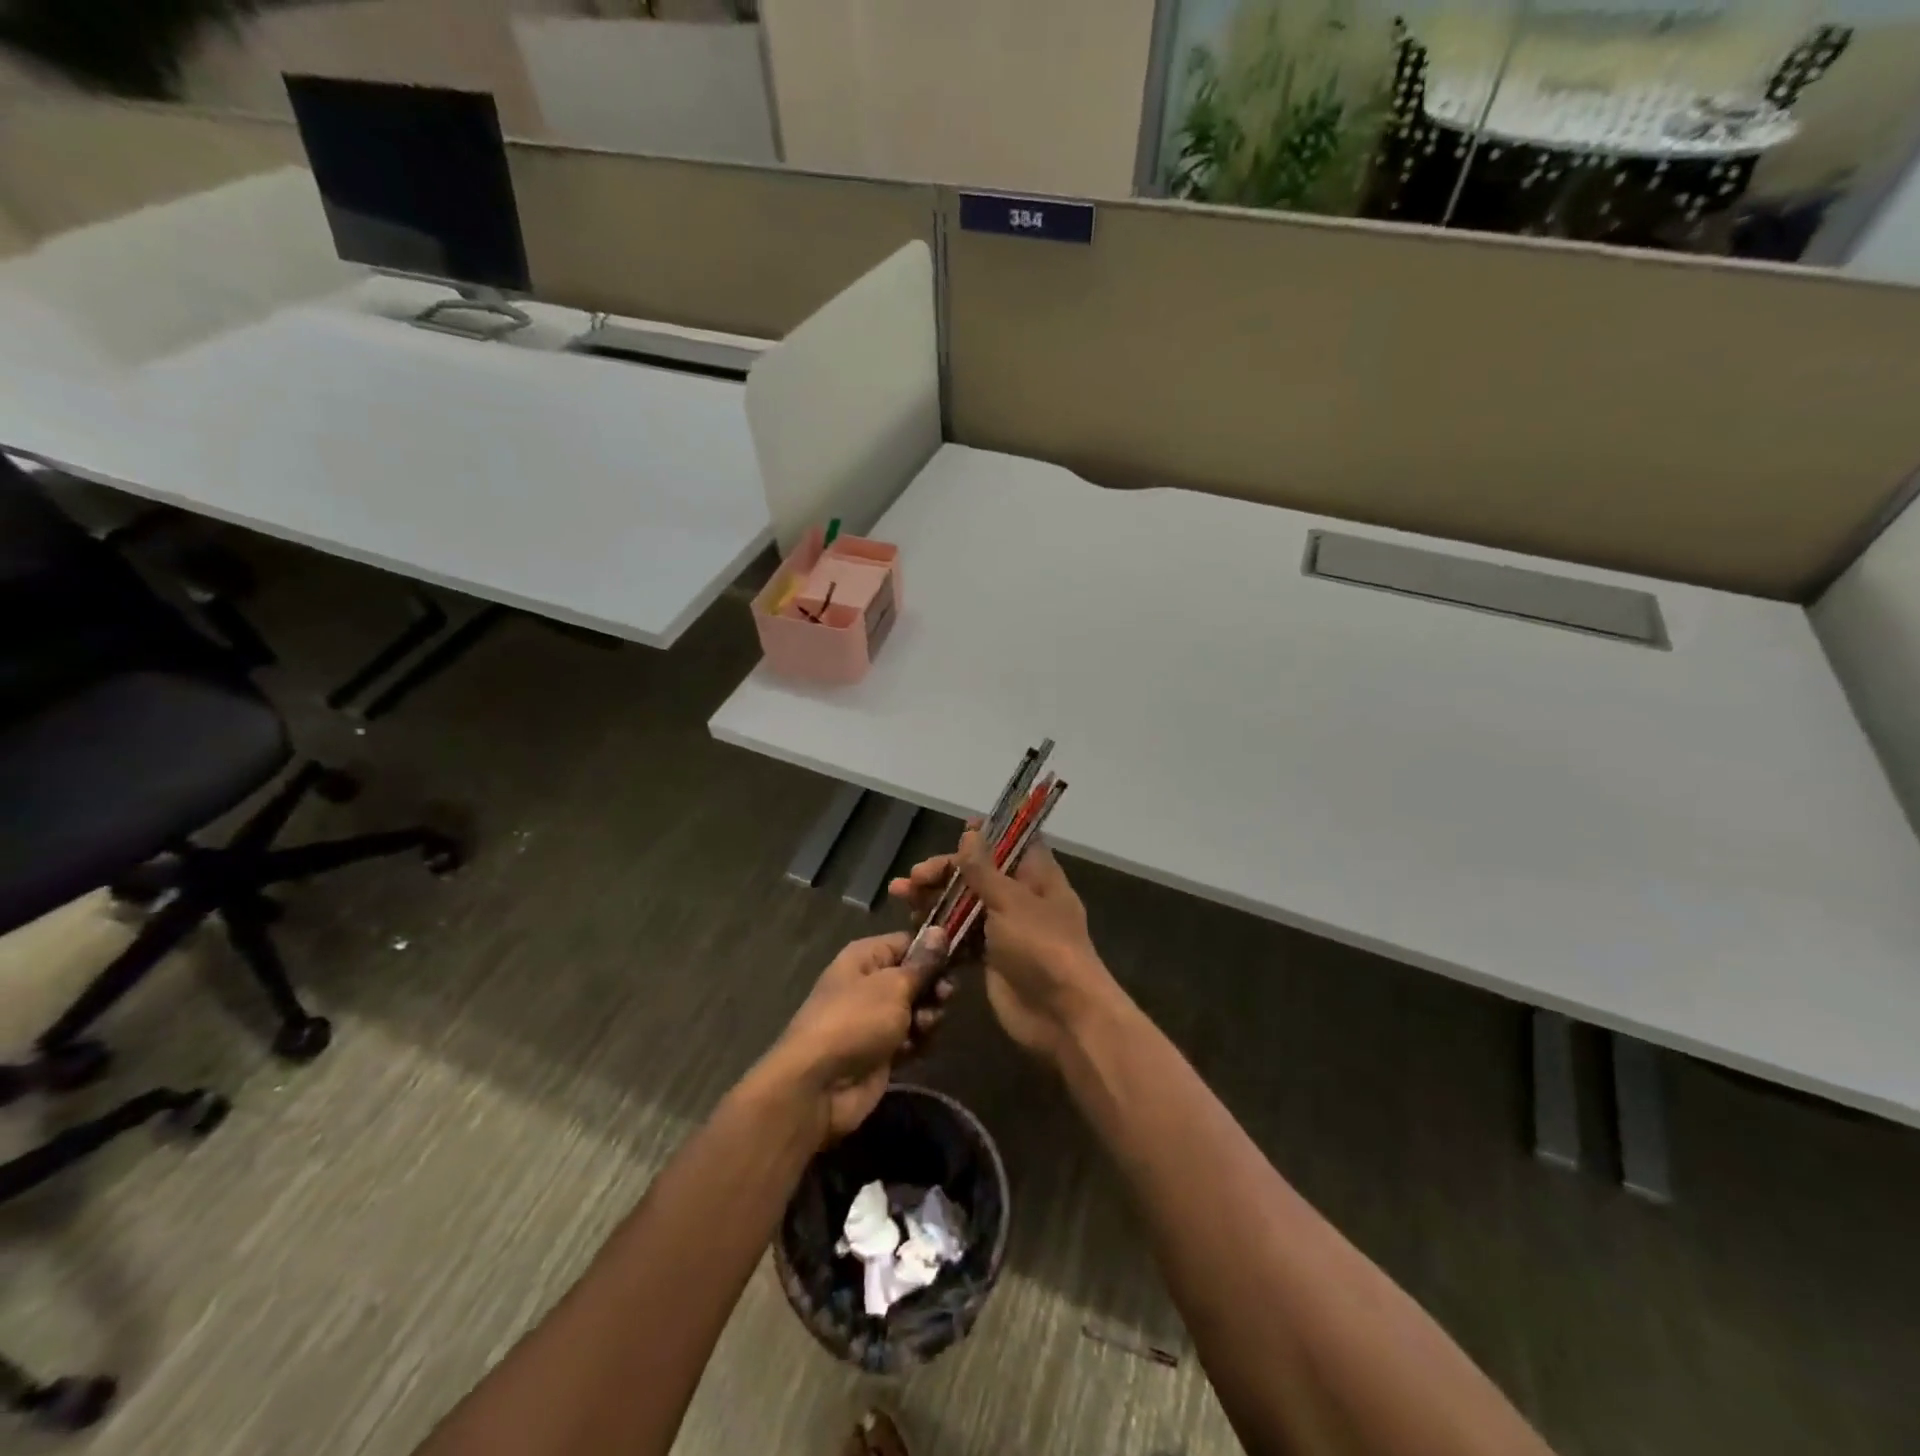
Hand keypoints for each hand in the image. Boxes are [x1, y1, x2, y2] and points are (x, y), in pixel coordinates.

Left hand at [769, 930, 951, 1140]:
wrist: (819, 1086)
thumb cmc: (856, 1021)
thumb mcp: (894, 986)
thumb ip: (922, 963)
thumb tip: (940, 930)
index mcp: (865, 958)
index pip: (907, 942)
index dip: (933, 950)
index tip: (960, 959)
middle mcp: (869, 983)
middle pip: (916, 977)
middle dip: (934, 988)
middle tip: (944, 997)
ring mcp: (874, 1019)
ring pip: (917, 1009)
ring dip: (928, 1017)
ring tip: (923, 1027)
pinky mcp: (881, 1051)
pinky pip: (911, 1038)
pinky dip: (917, 1042)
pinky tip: (915, 1049)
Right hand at [889, 831, 1116, 1064]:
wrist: (1062, 1016)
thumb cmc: (1042, 946)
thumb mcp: (1011, 901)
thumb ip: (984, 869)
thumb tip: (970, 832)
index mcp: (1037, 876)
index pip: (1011, 843)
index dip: (987, 835)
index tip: (957, 830)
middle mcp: (1021, 898)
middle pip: (979, 874)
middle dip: (945, 872)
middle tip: (913, 878)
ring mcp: (1005, 929)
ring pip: (965, 905)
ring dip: (935, 899)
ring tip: (901, 897)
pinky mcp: (990, 958)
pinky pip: (961, 938)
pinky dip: (940, 932)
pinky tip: (914, 929)